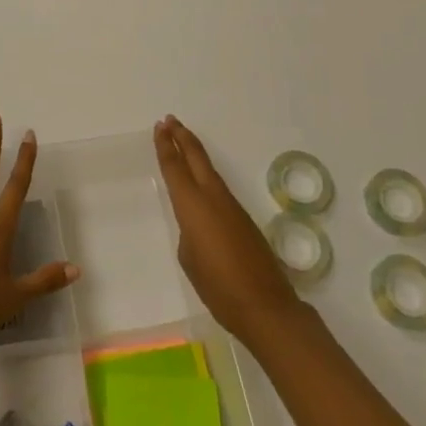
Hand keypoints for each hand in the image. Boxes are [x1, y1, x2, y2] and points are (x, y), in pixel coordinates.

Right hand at [154, 115, 302, 344]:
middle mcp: (213, 197)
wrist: (265, 305)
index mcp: (193, 204)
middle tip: (169, 120)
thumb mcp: (189, 258)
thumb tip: (197, 225)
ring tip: (181, 140)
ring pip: (209, 169)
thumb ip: (188, 233)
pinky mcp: (243, 218)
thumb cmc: (218, 286)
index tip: (160, 126)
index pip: (175, 166)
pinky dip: (205, 173)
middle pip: (196, 157)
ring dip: (194, 152)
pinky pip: (218, 187)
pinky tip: (200, 180)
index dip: (166, 145)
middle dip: (182, 136)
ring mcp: (231, 206)